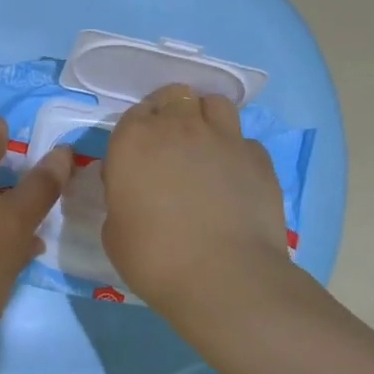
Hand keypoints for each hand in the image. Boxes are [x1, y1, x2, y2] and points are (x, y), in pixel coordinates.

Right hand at [103, 84, 293, 324]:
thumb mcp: (114, 230)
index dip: (138, 130)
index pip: (135, 113)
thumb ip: (122, 197)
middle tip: (171, 145)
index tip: (139, 154)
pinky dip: (236, 152)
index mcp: (134, 140)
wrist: (222, 277)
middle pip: (176, 96)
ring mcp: (224, 138)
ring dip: (206, 117)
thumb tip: (135, 190)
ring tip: (205, 147)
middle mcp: (179, 127)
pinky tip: (234, 178)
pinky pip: (244, 140)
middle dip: (172, 112)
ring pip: (215, 104)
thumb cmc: (153, 257)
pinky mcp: (259, 158)